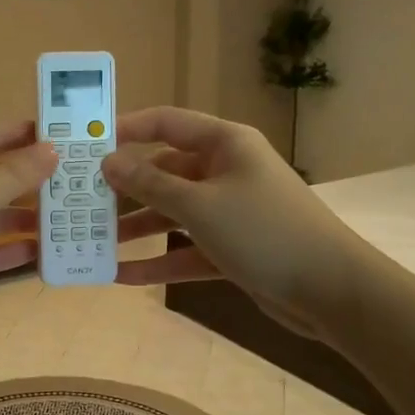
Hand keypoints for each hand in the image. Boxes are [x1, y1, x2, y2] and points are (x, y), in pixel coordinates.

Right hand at [100, 107, 368, 339]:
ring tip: (93, 242)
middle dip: (125, 189)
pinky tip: (121, 276)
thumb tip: (108, 162)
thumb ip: (149, 184)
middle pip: (164, 172)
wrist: (332, 290)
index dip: (125, 130)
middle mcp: (226, 171)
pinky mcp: (232, 248)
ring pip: (172, 213)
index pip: (166, 123)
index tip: (86, 145)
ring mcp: (230, 211)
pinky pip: (186, 249)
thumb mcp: (199, 205)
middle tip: (82, 202)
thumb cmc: (263, 231)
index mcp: (225, 144)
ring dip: (137, 228)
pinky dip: (158, 261)